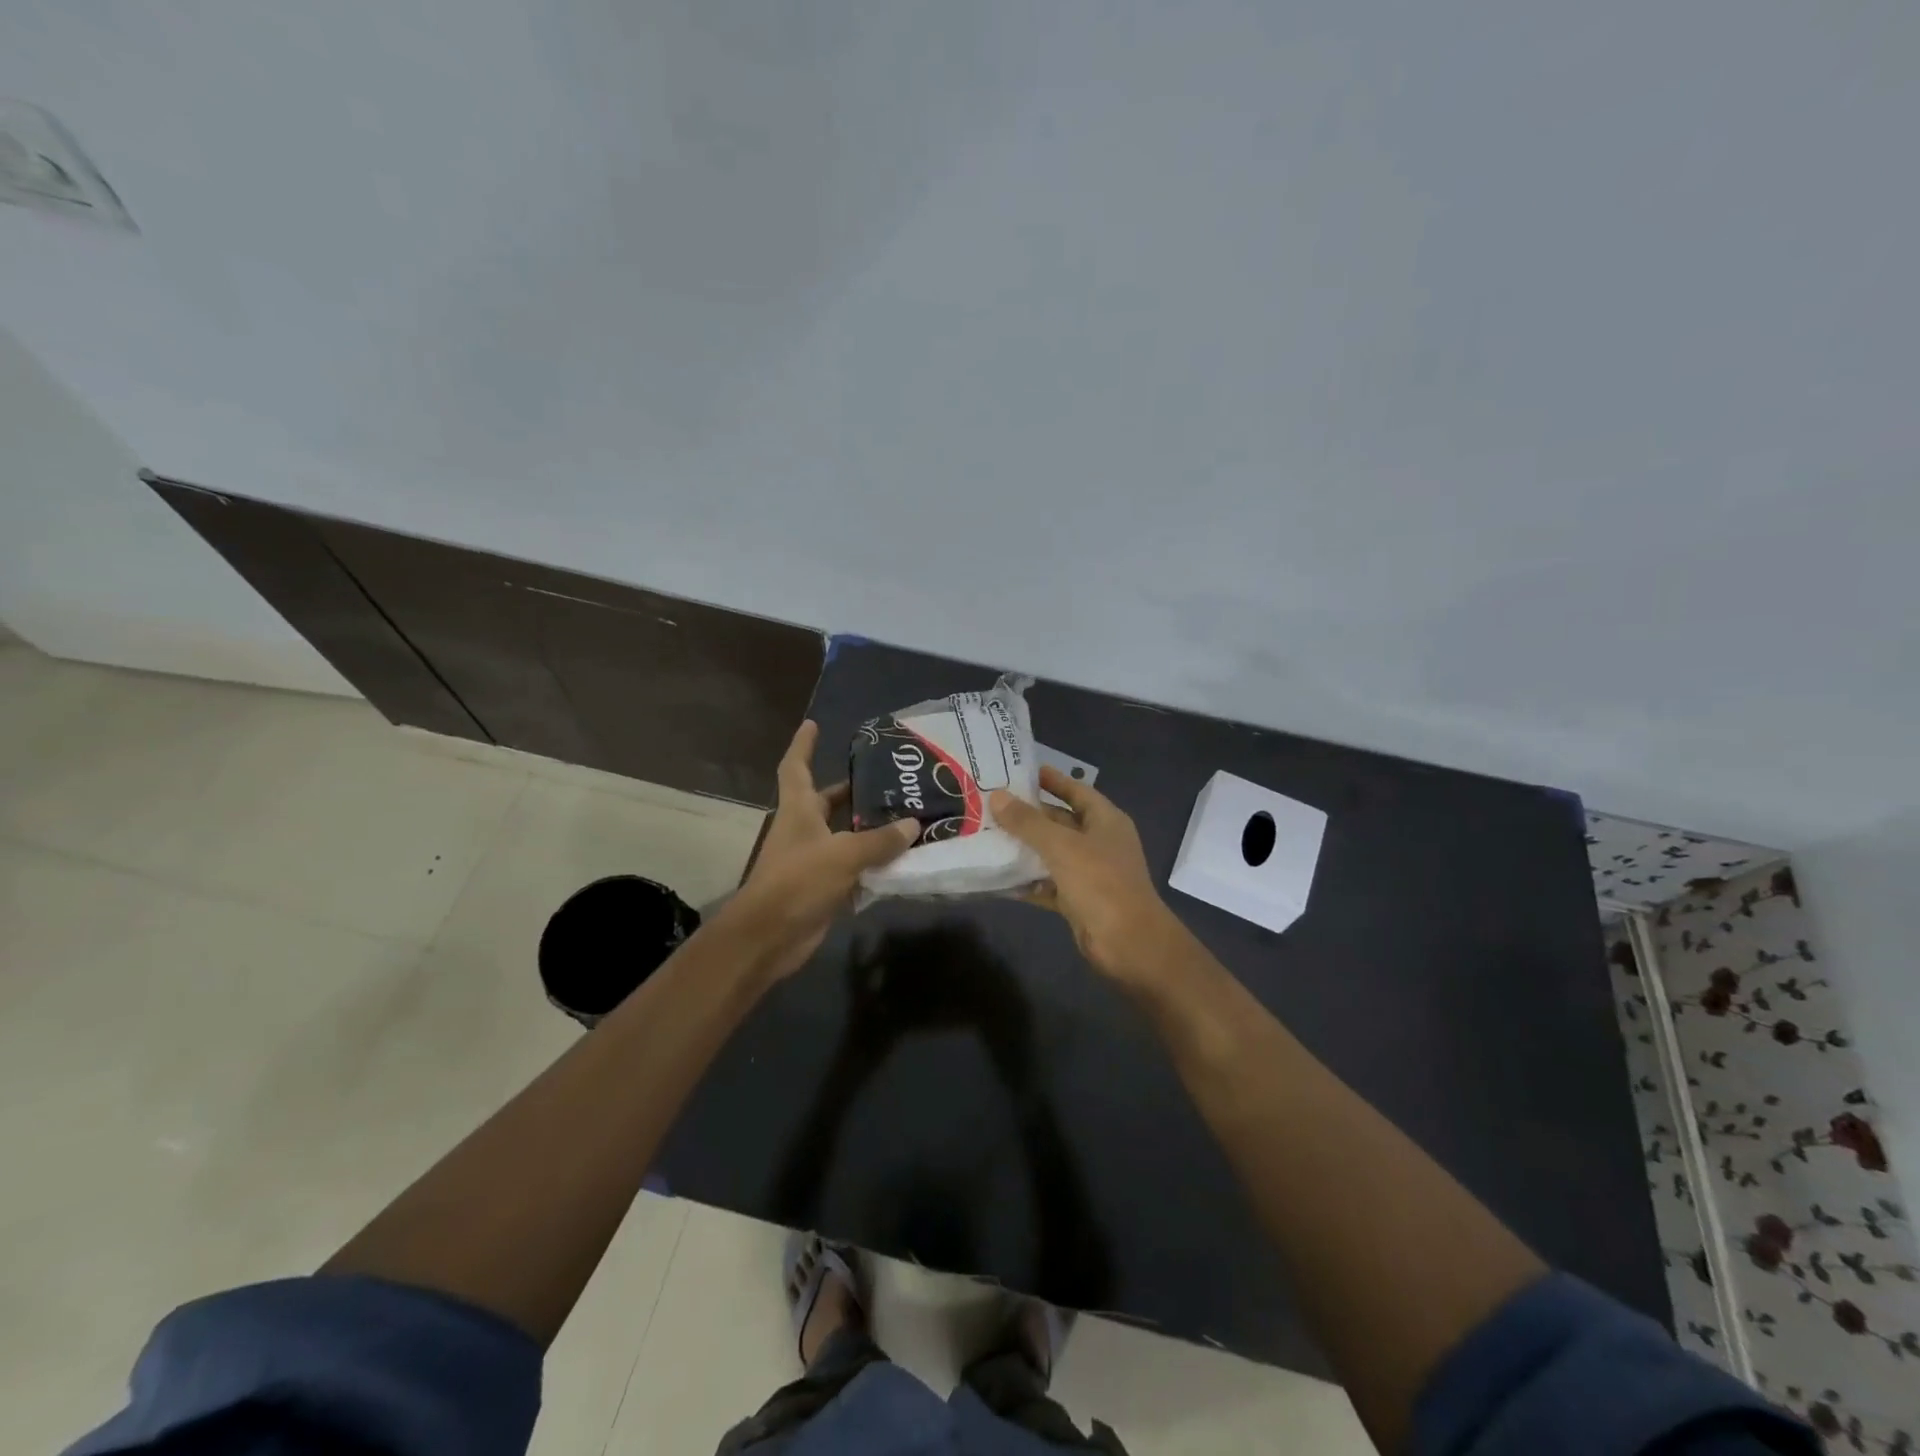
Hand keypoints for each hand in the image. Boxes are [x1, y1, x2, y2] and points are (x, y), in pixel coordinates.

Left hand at [725, 721, 918, 980]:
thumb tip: (913, 824)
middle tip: (887, 779)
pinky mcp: (823, 888)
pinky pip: (853, 868)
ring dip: (869, 829)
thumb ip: (879, 840)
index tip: (813, 724)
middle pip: (827, 802)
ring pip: (845, 836)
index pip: (796, 767)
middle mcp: (803, 829)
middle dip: (852, 790)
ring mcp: (812, 860)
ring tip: (906, 817)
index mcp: (798, 810)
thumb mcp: (843, 855)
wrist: (769, 937)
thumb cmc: (798, 882)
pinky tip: (901, 861)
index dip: (803, 745)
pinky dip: (873, 864)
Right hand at [990, 768, 1188, 984]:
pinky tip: (997, 877)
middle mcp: (1099, 842)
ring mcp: (1089, 873)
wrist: (1129, 944)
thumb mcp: (1062, 846)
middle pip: (1060, 821)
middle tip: (991, 804)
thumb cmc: (1101, 883)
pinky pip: (1047, 884)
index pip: (1076, 790)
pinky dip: (1026, 881)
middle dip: (1029, 815)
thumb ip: (1028, 822)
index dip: (1052, 780)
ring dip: (1024, 848)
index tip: (1020, 771)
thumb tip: (996, 797)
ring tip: (986, 835)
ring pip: (1051, 854)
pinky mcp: (1077, 900)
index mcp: (1105, 821)